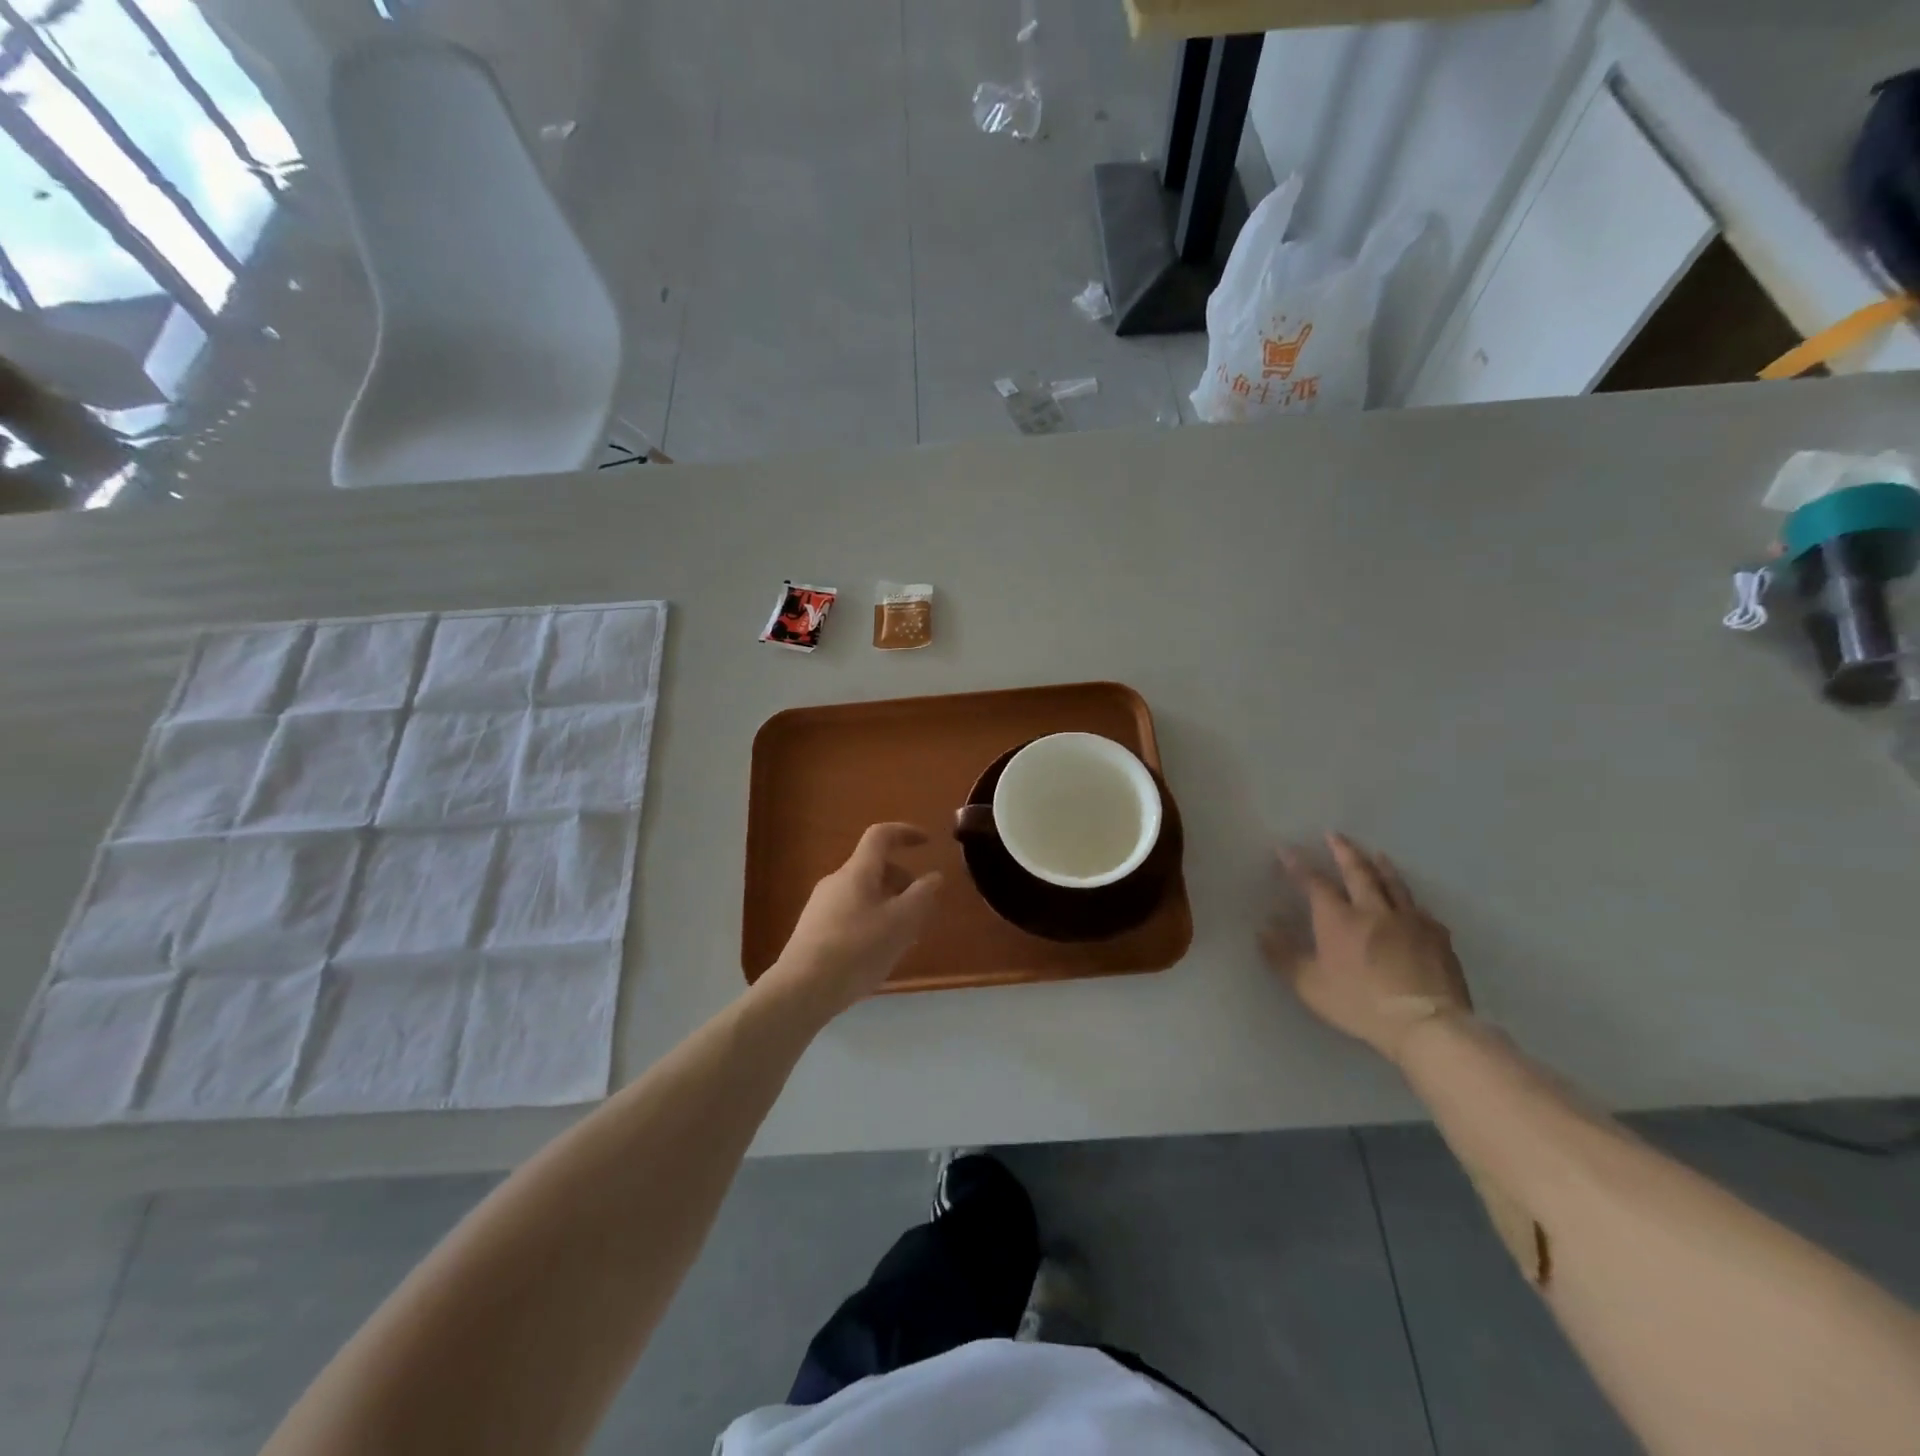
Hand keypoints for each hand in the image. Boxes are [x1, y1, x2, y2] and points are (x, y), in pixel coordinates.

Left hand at [760, 823, 943, 1021]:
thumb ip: (921, 896)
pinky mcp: (813, 929)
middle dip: (902, 880)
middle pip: (873, 868)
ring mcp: (821, 905)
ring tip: (904, 936)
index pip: (881, 836)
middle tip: (921, 907)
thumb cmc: (857, 950)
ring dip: (888, 904)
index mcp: (857, 871)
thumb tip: (934, 876)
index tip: (927, 843)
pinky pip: (850, 912)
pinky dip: (871, 920)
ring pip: (863, 893)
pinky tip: (877, 951)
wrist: (802, 990)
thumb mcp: (901, 923)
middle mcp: (836, 881)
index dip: (905, 833)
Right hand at [1262, 832, 1470, 1064]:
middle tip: (1335, 835)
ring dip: (1381, 866)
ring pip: (1393, 883)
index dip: (1298, 864)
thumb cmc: (1360, 1003)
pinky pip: (1421, 911)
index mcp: (1339, 918)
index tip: (1285, 849)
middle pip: (1358, 871)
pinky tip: (1412, 905)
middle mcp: (1373, 909)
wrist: (1427, 1023)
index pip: (1314, 882)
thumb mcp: (1310, 986)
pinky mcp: (1437, 937)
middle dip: (1344, 851)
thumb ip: (1283, 957)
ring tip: (1376, 854)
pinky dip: (1410, 901)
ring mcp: (1410, 920)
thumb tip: (1263, 930)